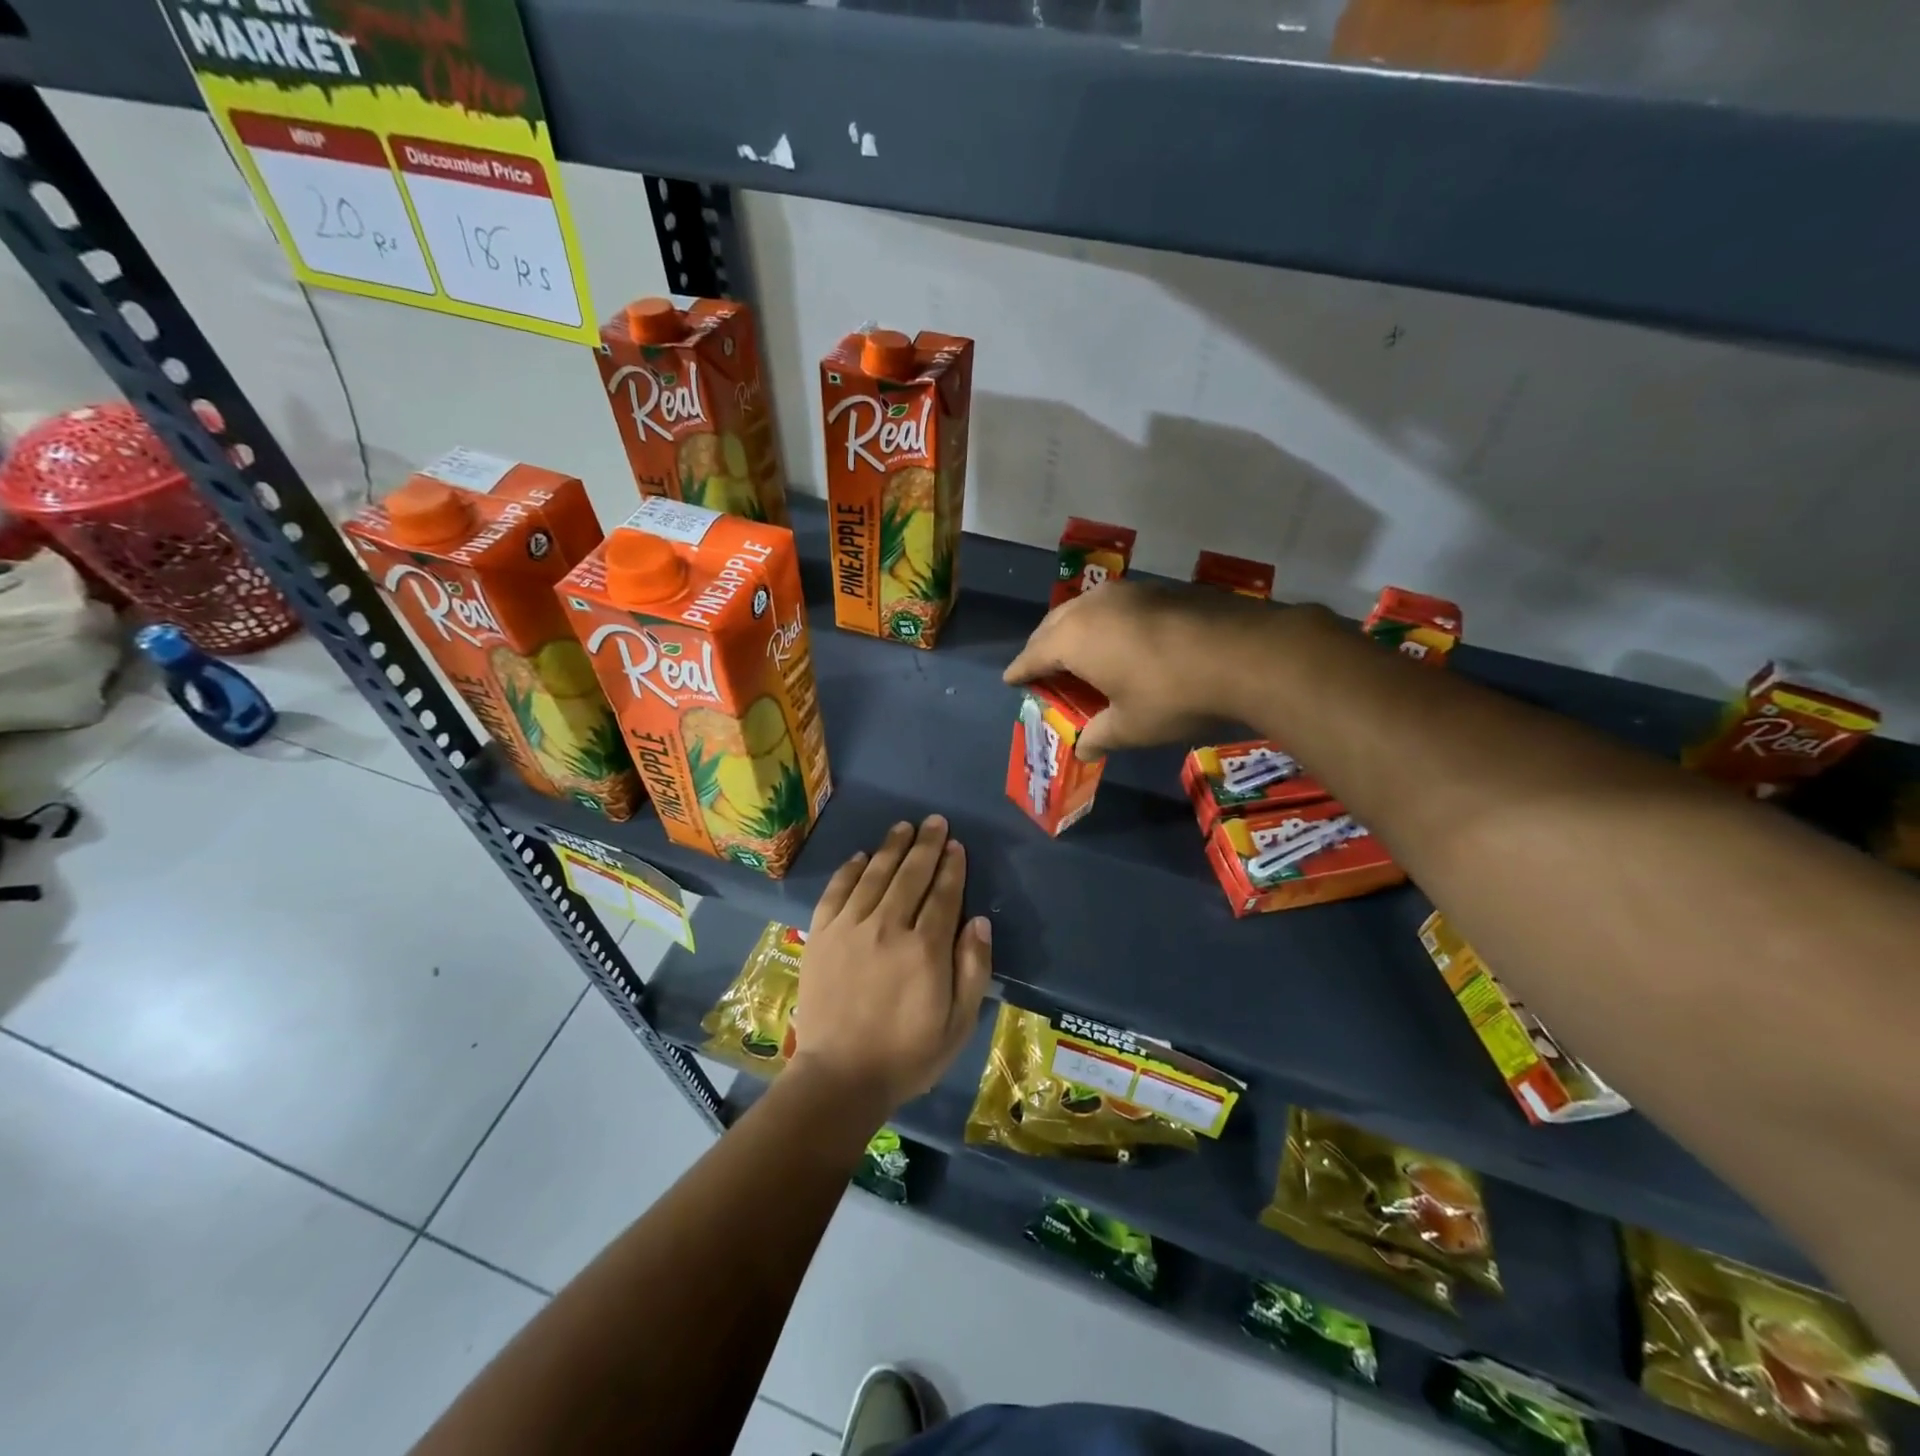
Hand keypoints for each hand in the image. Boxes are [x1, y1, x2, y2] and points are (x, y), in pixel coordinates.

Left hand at [790, 816, 993, 1114]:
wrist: (839, 1077)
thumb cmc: (907, 1055)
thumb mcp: (958, 1024)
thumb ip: (973, 968)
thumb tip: (979, 920)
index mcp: (925, 949)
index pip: (943, 894)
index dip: (952, 867)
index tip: (956, 845)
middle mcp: (888, 927)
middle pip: (910, 875)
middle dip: (926, 845)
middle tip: (935, 822)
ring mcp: (850, 928)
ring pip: (875, 875)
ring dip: (892, 848)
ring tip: (903, 827)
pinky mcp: (821, 935)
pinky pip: (837, 891)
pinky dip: (850, 870)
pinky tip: (861, 856)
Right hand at [1004, 579, 1306, 759]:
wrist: (1245, 654)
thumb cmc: (1172, 696)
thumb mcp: (1130, 726)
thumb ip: (1099, 735)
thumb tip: (1083, 748)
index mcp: (1074, 639)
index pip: (1033, 656)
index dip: (1019, 671)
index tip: (1010, 680)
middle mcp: (1093, 607)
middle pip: (1053, 625)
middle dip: (1042, 647)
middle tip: (1041, 668)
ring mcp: (1128, 592)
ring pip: (1085, 610)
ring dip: (1073, 630)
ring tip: (1077, 652)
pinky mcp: (1160, 589)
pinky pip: (1115, 606)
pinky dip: (1104, 624)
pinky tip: (1120, 639)